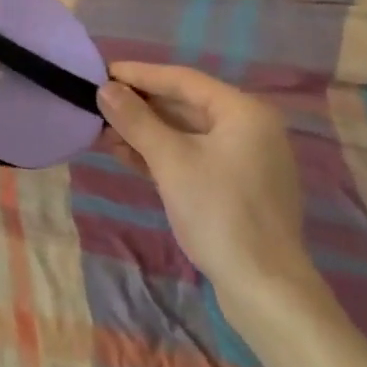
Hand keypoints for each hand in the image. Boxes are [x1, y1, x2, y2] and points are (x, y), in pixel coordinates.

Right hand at [96, 62, 317, 299]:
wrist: (267, 294)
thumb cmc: (220, 214)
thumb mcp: (171, 161)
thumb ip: (136, 120)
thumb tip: (105, 89)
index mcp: (243, 111)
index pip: (183, 80)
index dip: (140, 75)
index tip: (103, 71)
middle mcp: (249, 128)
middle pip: (185, 105)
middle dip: (141, 106)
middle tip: (100, 102)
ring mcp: (246, 161)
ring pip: (187, 134)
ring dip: (147, 132)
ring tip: (106, 130)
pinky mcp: (238, 189)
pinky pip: (195, 157)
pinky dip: (163, 155)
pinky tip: (128, 156)